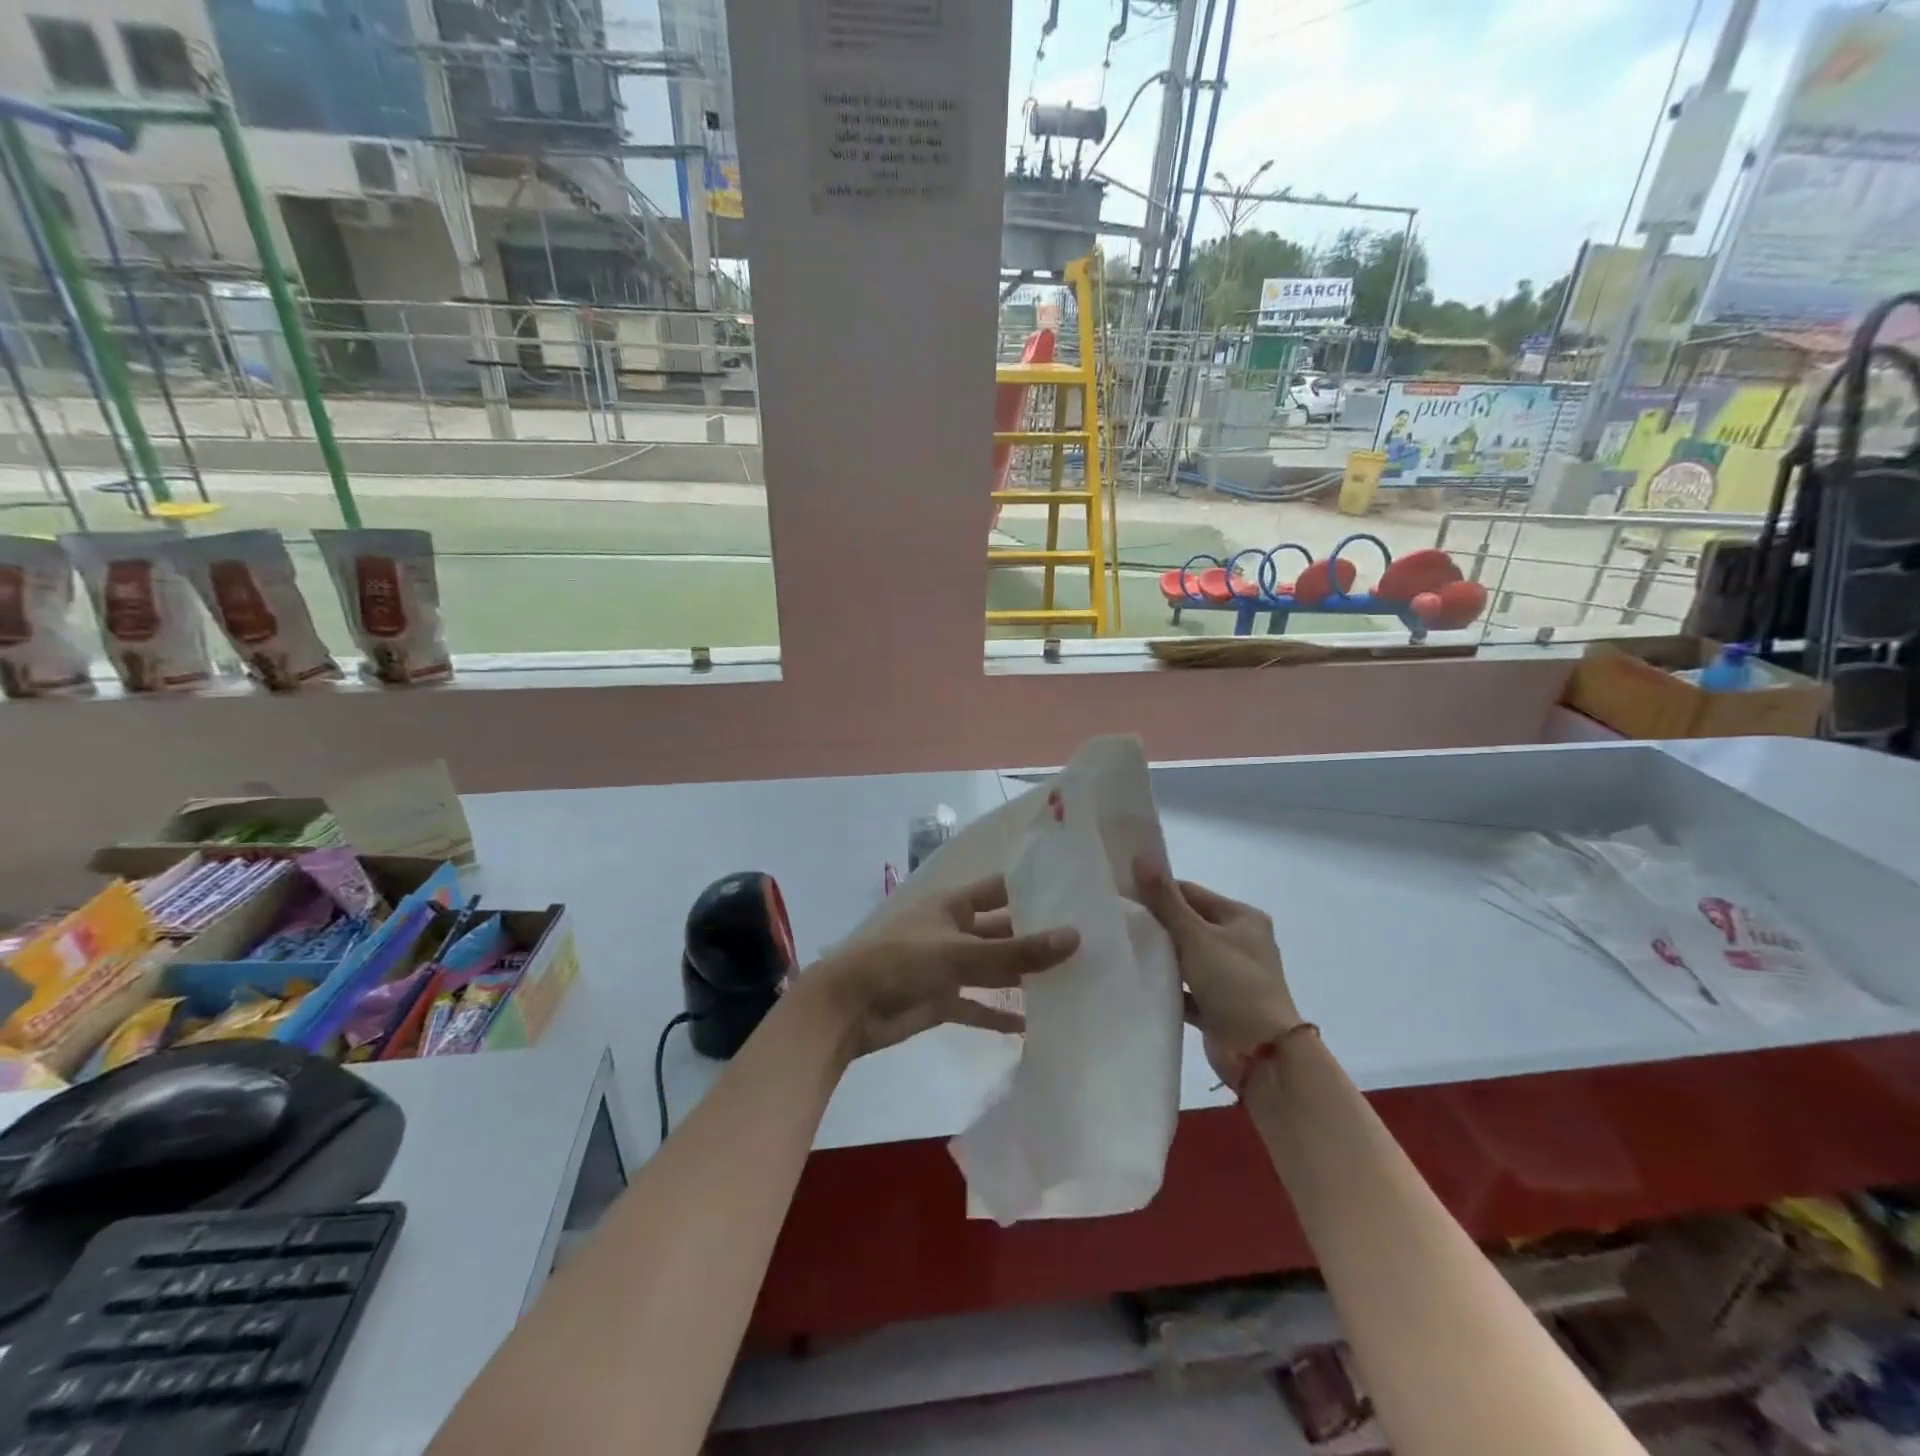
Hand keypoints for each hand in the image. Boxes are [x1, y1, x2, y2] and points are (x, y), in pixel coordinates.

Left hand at [805, 875, 1079, 1058]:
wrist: (847, 1008)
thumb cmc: (901, 961)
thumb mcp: (960, 952)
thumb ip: (1016, 950)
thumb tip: (1075, 937)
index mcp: (954, 905)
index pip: (1001, 890)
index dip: (1033, 890)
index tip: (1076, 895)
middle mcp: (955, 931)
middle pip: (1002, 931)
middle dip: (1036, 938)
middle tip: (1087, 945)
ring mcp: (948, 967)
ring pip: (993, 969)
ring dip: (1023, 977)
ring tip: (1071, 983)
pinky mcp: (942, 1000)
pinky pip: (978, 1006)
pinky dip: (1000, 1014)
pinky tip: (1033, 1026)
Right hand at [1135, 860, 1300, 1081]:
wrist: (1262, 1053)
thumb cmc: (1234, 983)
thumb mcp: (1197, 936)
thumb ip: (1166, 900)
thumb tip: (1140, 857)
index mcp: (1242, 918)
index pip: (1191, 893)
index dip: (1158, 891)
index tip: (1122, 894)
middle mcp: (1239, 942)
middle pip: (1188, 923)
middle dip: (1156, 923)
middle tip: (1117, 920)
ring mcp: (1229, 975)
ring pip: (1186, 956)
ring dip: (1161, 955)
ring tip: (1121, 947)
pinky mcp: (1218, 1004)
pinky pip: (1186, 987)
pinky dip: (1167, 984)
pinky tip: (1137, 980)